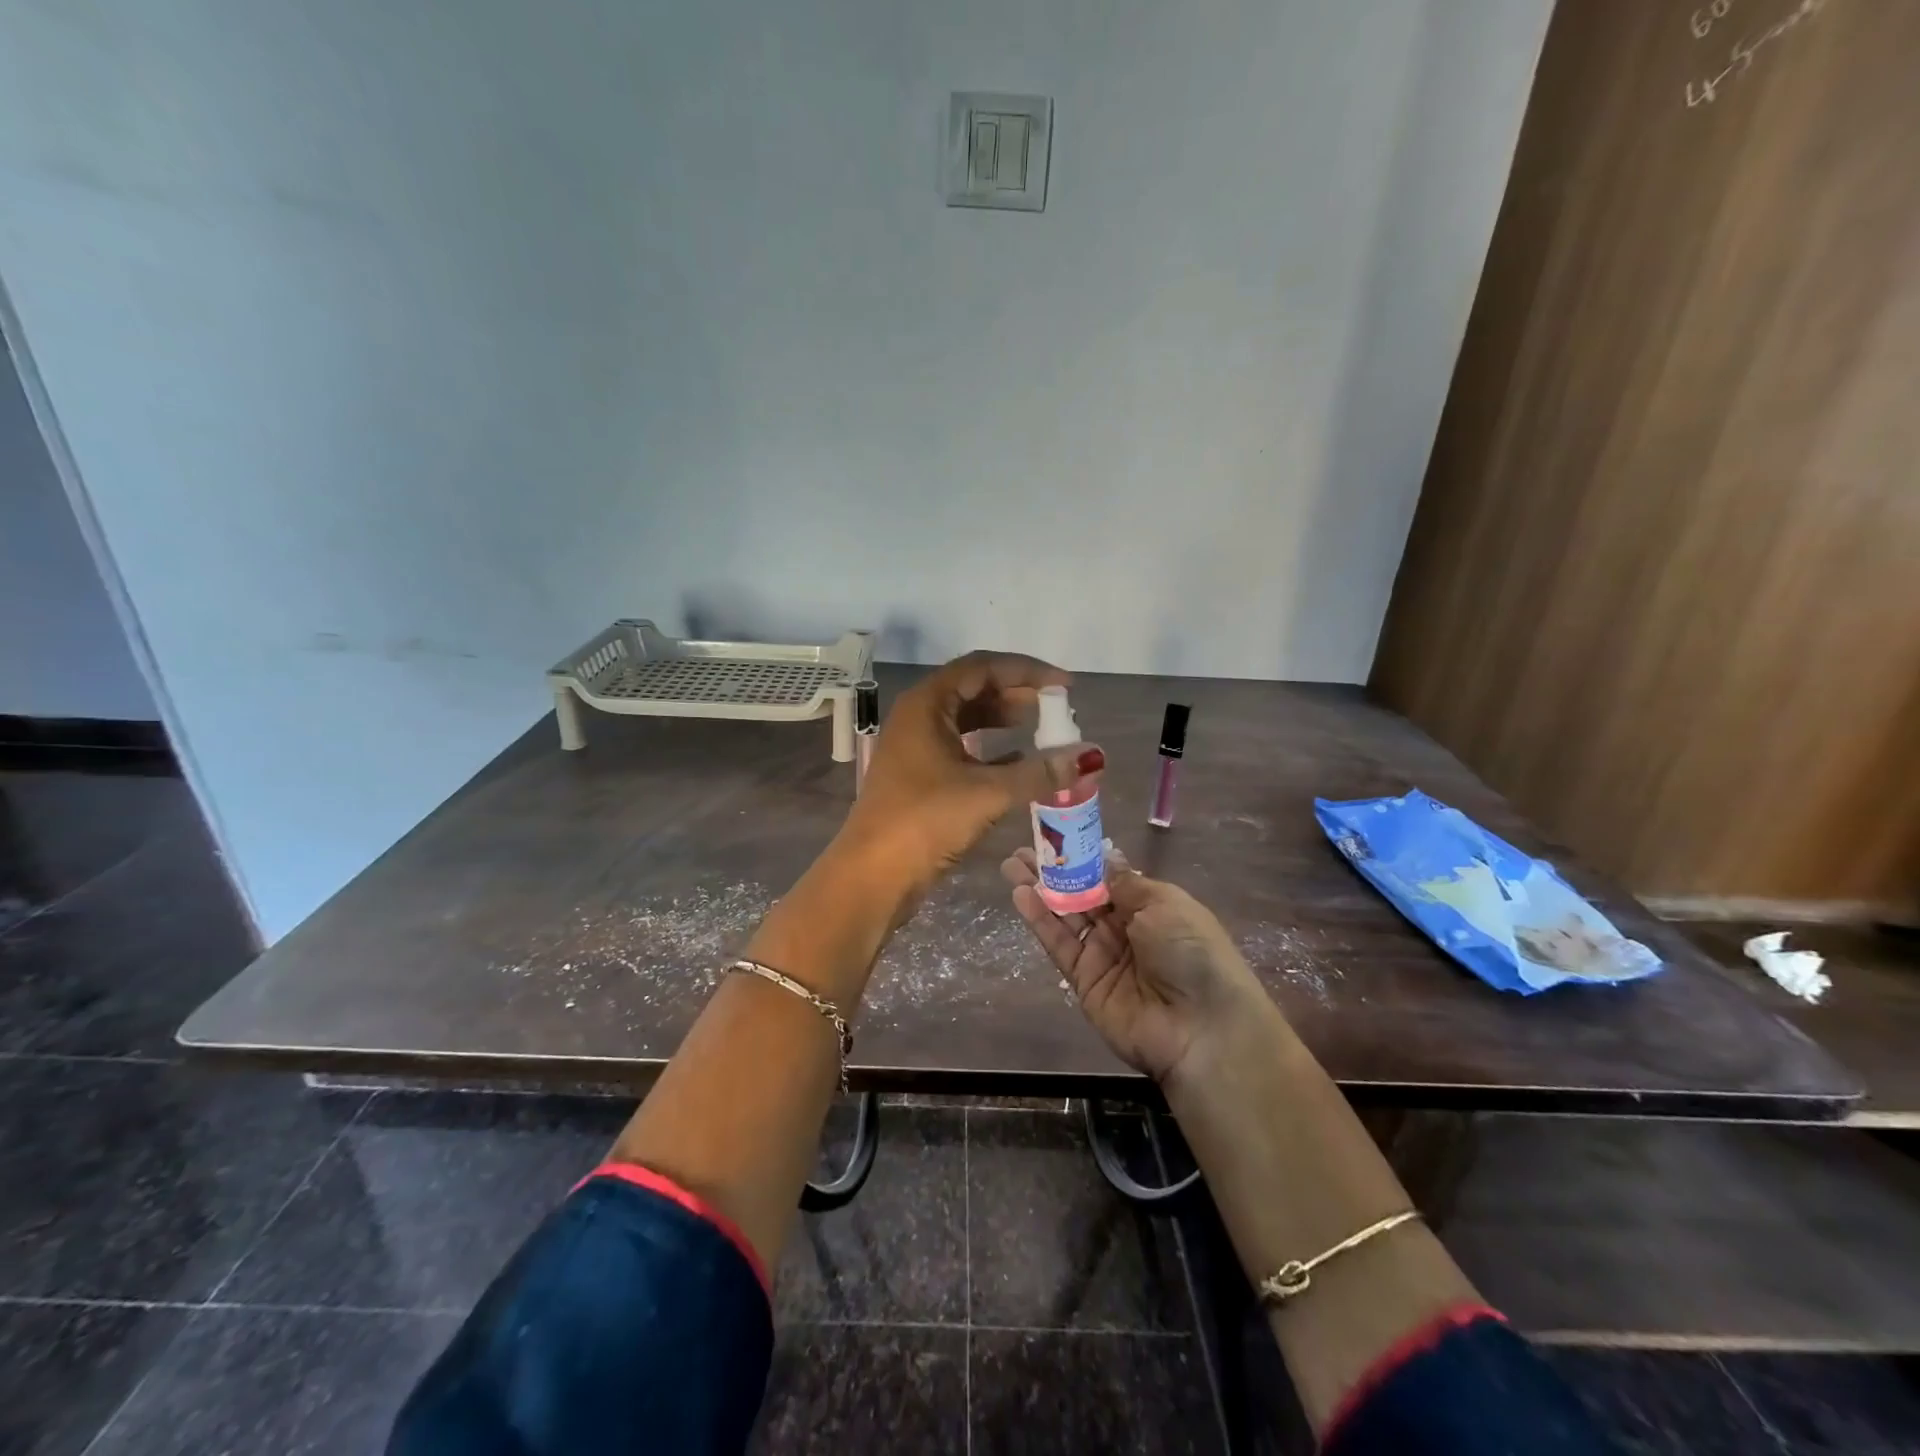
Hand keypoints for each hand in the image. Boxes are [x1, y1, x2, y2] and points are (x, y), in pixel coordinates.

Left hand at [842, 652, 1101, 895]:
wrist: (872, 876)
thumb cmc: (924, 821)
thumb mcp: (987, 793)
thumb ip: (1039, 773)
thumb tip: (1090, 758)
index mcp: (926, 704)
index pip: (981, 667)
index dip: (1026, 671)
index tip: (1064, 687)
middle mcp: (917, 717)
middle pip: (973, 689)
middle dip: (1016, 695)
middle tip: (1057, 709)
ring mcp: (915, 747)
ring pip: (966, 720)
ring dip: (1004, 722)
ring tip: (1043, 730)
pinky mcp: (918, 776)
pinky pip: (961, 749)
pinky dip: (991, 751)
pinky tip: (1019, 763)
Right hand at [1000, 849, 1268, 1082]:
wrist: (1201, 1027)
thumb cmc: (1191, 952)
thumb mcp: (1164, 904)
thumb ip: (1125, 883)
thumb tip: (1103, 860)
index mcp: (1151, 907)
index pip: (1108, 878)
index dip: (1082, 859)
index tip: (1056, 837)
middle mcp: (1124, 928)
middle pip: (1082, 895)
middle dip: (1054, 872)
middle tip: (1023, 850)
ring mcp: (1102, 955)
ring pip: (1065, 916)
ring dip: (1039, 890)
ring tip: (1012, 864)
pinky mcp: (1083, 981)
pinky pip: (1059, 944)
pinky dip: (1039, 920)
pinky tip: (1020, 894)